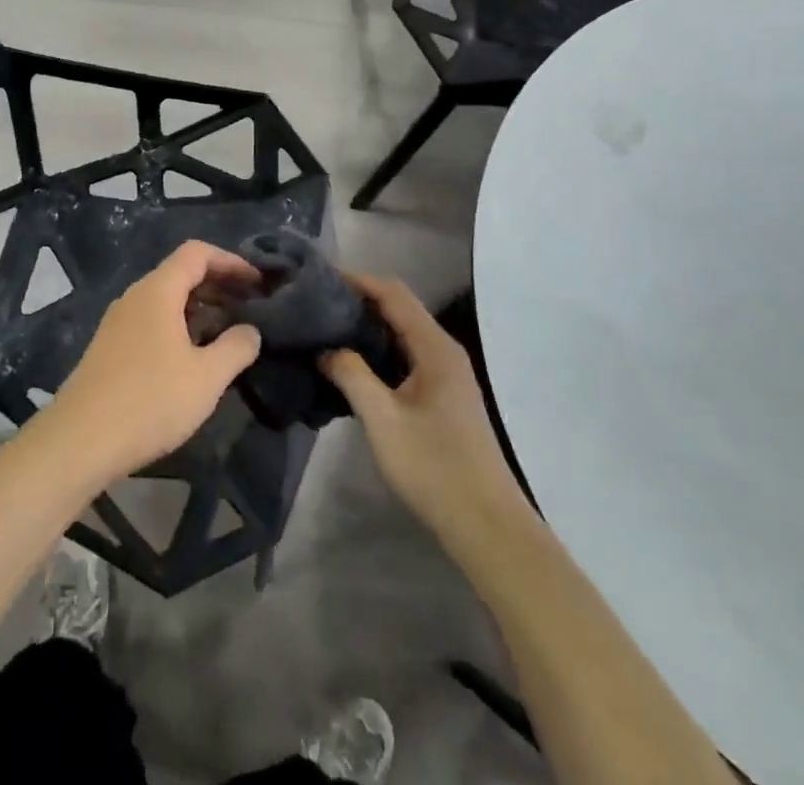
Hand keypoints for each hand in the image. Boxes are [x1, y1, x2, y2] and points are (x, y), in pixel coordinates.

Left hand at [47, 241, 262, 481]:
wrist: (80, 440)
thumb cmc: (149, 401)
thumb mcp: (206, 377)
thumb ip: (236, 347)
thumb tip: (251, 330)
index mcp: (157, 291)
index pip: (197, 253)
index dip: (230, 261)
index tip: (257, 283)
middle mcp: (135, 296)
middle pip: (180, 272)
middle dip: (218, 284)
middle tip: (249, 306)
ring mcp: (118, 321)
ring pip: (165, 298)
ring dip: (199, 307)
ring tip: (227, 331)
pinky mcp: (110, 346)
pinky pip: (151, 320)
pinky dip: (179, 324)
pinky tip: (192, 355)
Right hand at [321, 274, 527, 543]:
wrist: (487, 527)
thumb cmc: (434, 467)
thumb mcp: (382, 419)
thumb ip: (351, 374)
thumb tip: (326, 348)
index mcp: (435, 348)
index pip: (393, 294)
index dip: (358, 280)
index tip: (319, 277)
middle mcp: (444, 352)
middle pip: (399, 310)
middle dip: (359, 301)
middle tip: (316, 304)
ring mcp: (447, 376)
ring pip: (402, 335)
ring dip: (367, 327)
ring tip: (326, 329)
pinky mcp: (443, 398)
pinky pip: (406, 357)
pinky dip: (378, 351)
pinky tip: (353, 366)